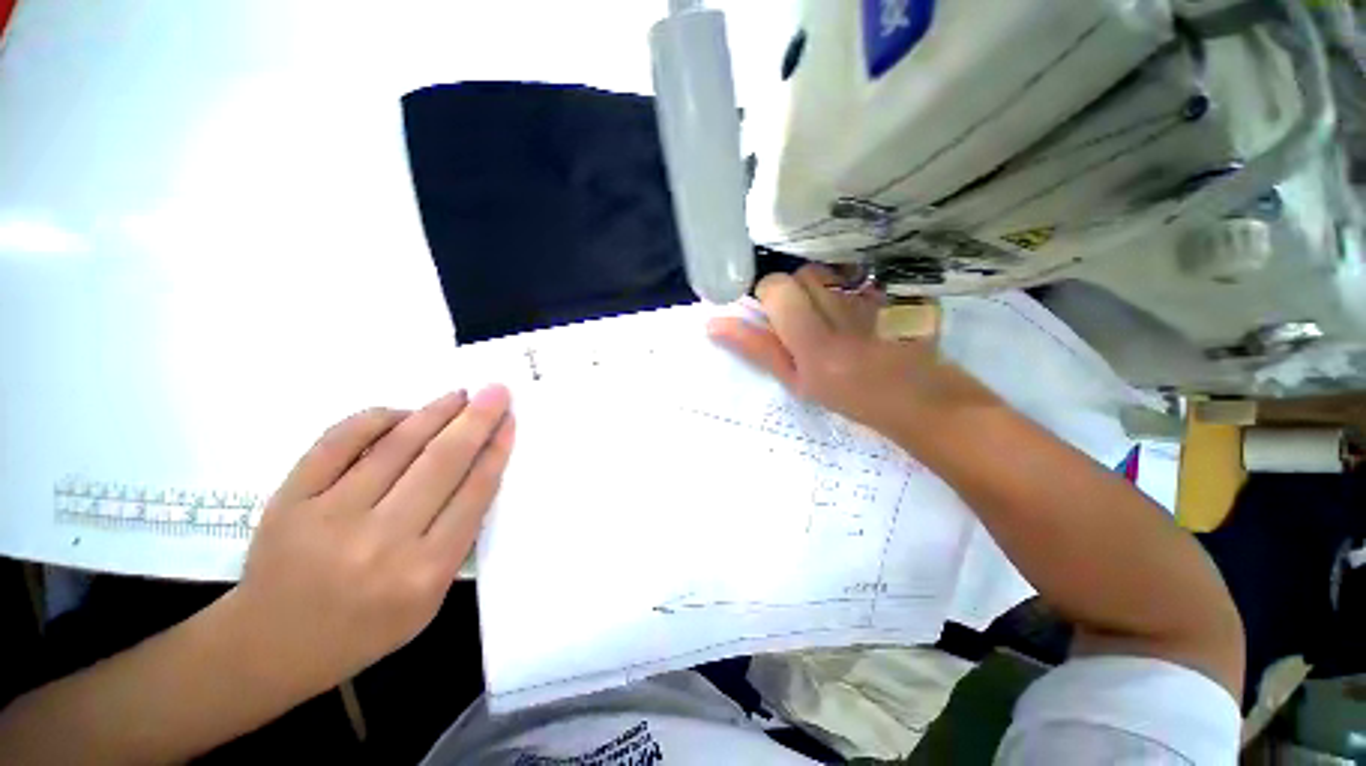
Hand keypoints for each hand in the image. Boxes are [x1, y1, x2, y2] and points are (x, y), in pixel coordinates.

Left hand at [223, 386, 514, 697]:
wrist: (271, 645)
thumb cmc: (363, 629)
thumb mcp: (429, 600)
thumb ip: (457, 539)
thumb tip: (477, 472)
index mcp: (424, 572)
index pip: (473, 493)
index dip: (496, 451)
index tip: (509, 422)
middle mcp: (381, 542)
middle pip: (442, 463)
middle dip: (477, 420)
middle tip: (496, 391)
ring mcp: (330, 517)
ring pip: (396, 447)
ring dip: (435, 413)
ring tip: (460, 395)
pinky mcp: (290, 500)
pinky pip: (339, 442)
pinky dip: (375, 419)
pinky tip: (401, 413)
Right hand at [707, 265, 997, 431]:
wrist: (914, 396)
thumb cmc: (847, 397)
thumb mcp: (795, 381)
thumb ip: (756, 349)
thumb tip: (713, 324)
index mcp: (815, 342)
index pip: (777, 287)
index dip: (770, 298)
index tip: (776, 316)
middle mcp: (845, 312)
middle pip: (802, 274)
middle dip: (795, 292)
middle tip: (805, 318)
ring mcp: (875, 296)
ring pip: (829, 270)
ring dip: (821, 286)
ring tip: (831, 312)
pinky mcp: (897, 288)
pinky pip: (859, 271)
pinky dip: (850, 283)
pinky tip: (860, 308)